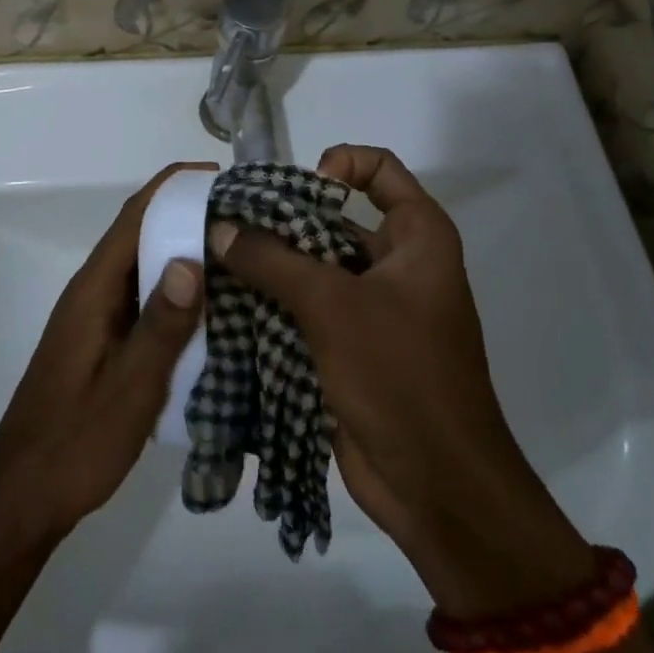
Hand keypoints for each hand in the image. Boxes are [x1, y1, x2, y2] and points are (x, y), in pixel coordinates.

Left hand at [0, 163, 208, 541]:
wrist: (23, 497)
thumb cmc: (75, 441)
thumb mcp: (129, 387)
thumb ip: (161, 325)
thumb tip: (191, 257)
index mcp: (94, 290)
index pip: (135, 216)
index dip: (174, 187)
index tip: (220, 175)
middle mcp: (93, 292)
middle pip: (140, 235)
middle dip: (186, 215)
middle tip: (244, 216)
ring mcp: (97, 318)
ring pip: (144, 267)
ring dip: (183, 251)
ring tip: (238, 252)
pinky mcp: (104, 342)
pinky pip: (144, 299)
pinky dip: (176, 290)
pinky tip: (212, 307)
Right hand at [209, 144, 593, 617]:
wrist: (437, 487)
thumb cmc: (400, 375)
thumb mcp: (333, 305)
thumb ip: (272, 260)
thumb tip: (220, 227)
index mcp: (418, 238)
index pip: (379, 168)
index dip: (338, 166)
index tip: (296, 192)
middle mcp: (398, 263)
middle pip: (335, 217)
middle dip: (283, 219)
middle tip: (228, 223)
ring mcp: (374, 306)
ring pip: (315, 265)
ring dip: (271, 263)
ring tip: (216, 259)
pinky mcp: (350, 345)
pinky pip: (308, 307)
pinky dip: (273, 301)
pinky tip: (228, 301)